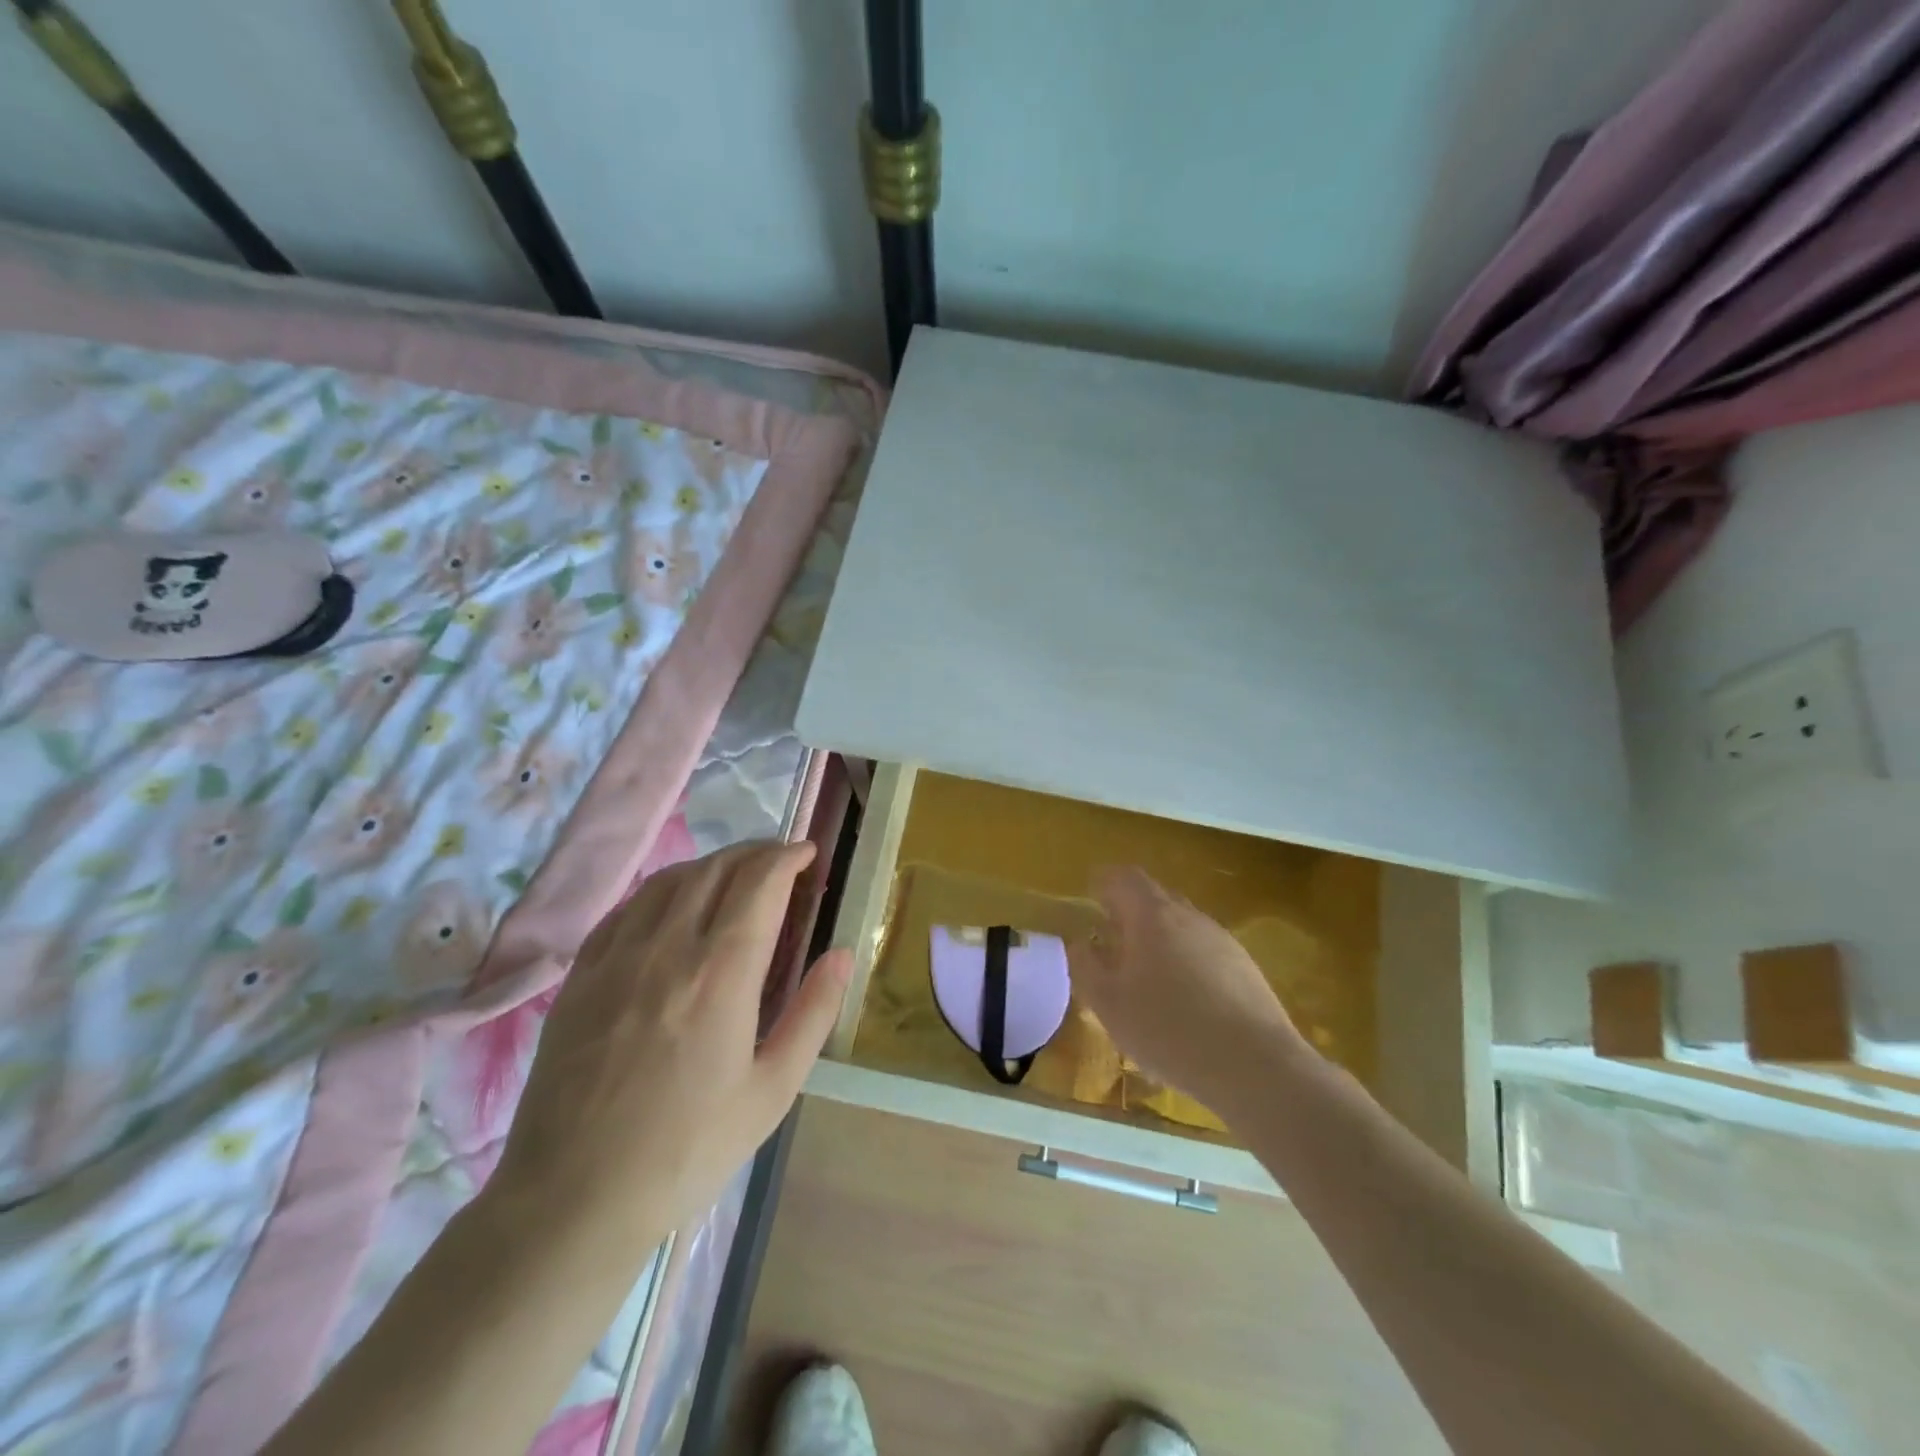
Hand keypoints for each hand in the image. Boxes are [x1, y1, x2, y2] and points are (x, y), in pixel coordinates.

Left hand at [486, 841, 849, 1259]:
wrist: (571, 1200)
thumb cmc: (687, 1150)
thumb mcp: (772, 1090)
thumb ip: (813, 1013)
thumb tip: (843, 954)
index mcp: (720, 974)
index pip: (760, 883)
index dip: (788, 857)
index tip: (809, 853)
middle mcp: (667, 948)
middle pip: (716, 870)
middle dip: (756, 852)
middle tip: (780, 860)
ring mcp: (616, 957)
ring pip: (669, 880)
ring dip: (711, 864)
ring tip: (735, 874)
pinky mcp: (580, 975)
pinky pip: (627, 908)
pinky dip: (663, 889)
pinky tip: (673, 904)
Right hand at [1070, 866, 1304, 1119]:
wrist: (1256, 1066)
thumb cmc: (1169, 1029)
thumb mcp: (1109, 1004)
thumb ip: (1086, 966)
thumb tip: (1080, 943)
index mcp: (1152, 915)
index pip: (1125, 877)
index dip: (1105, 882)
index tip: (1091, 895)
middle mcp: (1189, 917)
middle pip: (1155, 898)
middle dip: (1131, 911)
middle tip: (1112, 937)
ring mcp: (1222, 940)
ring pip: (1182, 926)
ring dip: (1159, 939)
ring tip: (1145, 975)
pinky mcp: (1245, 968)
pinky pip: (1204, 951)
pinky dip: (1185, 961)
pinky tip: (1183, 1001)